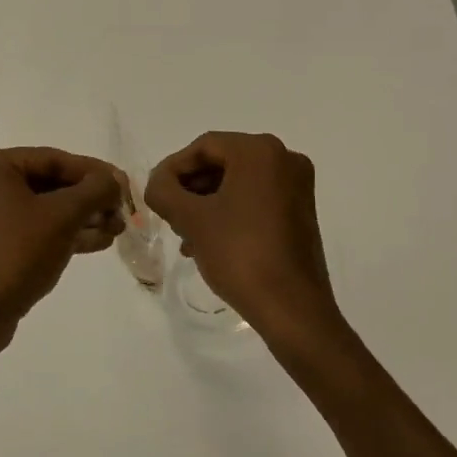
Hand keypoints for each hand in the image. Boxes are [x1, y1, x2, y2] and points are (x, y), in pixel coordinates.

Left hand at [0, 147, 126, 341]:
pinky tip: (97, 242)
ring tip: (116, 229)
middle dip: (89, 199)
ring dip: (81, 217)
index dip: (94, 171)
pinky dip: (61, 233)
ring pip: (42, 208)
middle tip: (122, 210)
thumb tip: (114, 179)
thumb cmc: (16, 253)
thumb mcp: (63, 216)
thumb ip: (94, 190)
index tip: (124, 184)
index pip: (53, 159)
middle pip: (48, 183)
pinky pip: (31, 228)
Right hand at [145, 132, 347, 357]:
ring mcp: (297, 186)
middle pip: (222, 162)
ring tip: (184, 234)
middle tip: (169, 215)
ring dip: (207, 203)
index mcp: (260, 151)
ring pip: (237, 183)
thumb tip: (157, 183)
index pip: (204, 147)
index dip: (173, 168)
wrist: (292, 309)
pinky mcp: (301, 212)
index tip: (155, 194)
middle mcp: (284, 159)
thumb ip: (164, 191)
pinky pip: (256, 199)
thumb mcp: (191, 219)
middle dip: (191, 188)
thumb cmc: (240, 254)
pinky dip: (230, 213)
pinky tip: (208, 242)